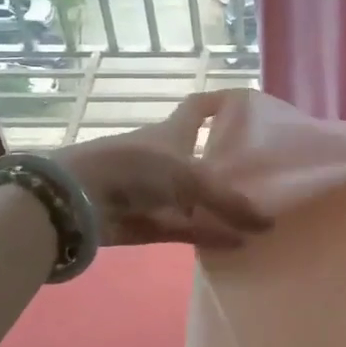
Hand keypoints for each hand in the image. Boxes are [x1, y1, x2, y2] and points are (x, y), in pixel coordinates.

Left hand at [54, 92, 271, 248]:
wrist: (78, 199)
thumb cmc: (135, 168)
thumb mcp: (190, 177)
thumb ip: (229, 202)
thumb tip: (267, 224)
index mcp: (173, 131)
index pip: (200, 107)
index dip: (221, 102)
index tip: (247, 105)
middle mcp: (166, 157)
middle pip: (202, 156)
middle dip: (229, 163)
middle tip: (265, 173)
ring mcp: (156, 192)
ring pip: (196, 199)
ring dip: (221, 207)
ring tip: (257, 214)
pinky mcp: (148, 222)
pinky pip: (186, 229)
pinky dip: (209, 235)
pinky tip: (237, 244)